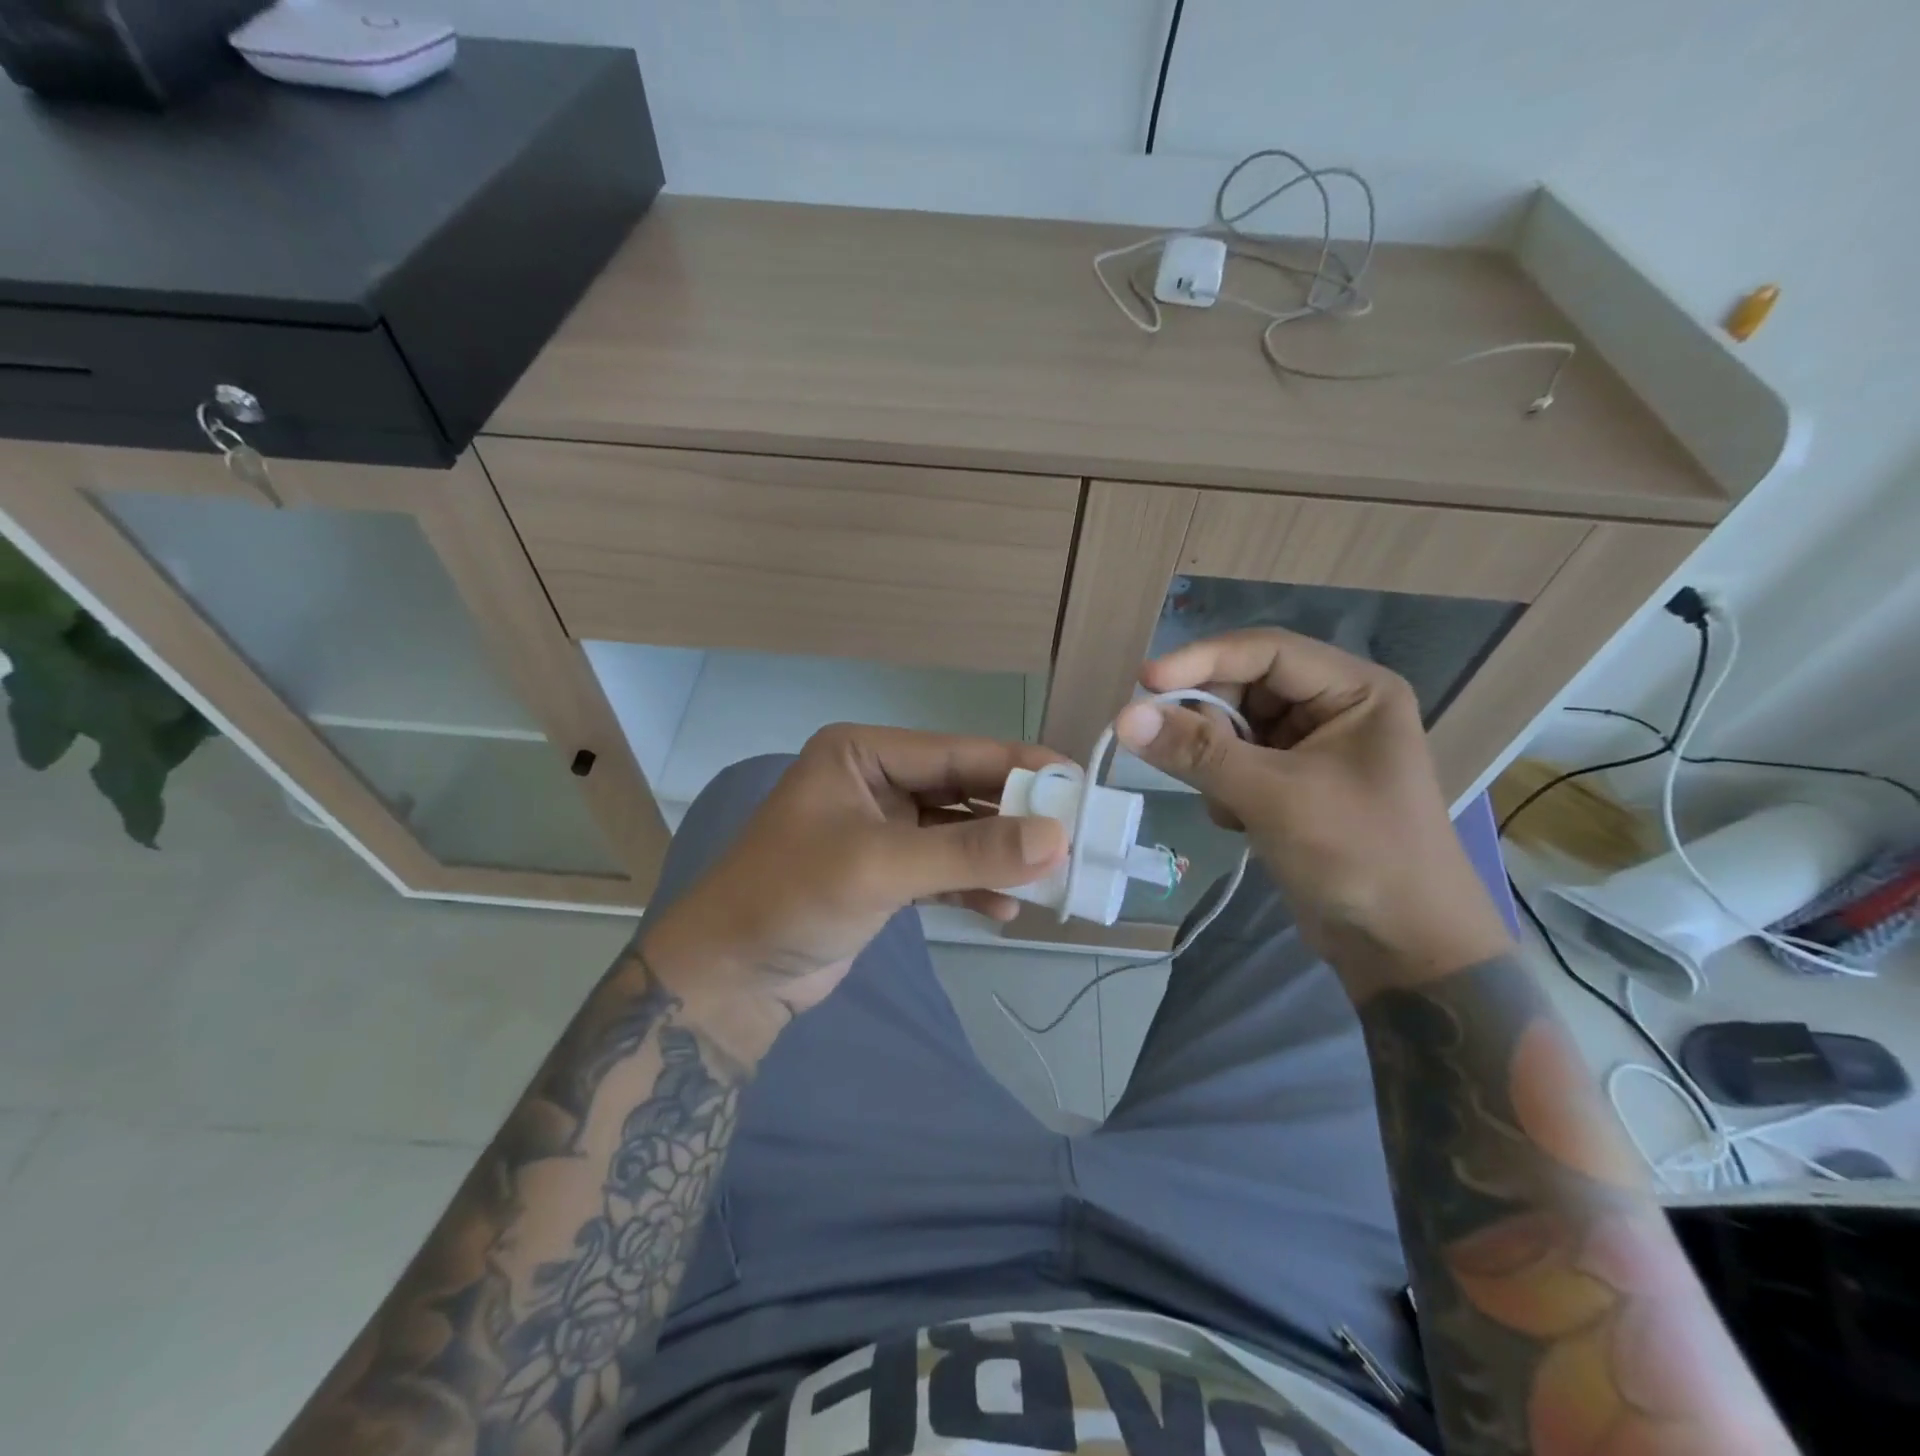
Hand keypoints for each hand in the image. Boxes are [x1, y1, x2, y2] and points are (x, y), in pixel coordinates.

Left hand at [641, 725, 1069, 1049]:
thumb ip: (970, 851)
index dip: (1019, 766)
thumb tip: (1057, 837)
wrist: (731, 976)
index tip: (1079, 784)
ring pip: (957, 833)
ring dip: (998, 856)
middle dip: (1014, 817)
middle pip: (962, 790)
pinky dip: (972, 886)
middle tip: (1074, 836)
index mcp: (863, 754)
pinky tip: (1004, 910)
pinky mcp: (884, 873)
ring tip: (1050, 879)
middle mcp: (874, 781)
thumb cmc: (793, 897)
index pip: (957, 752)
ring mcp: (880, 828)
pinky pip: (942, 869)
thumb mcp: (882, 866)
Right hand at [1114, 629, 1509, 994]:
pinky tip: (1240, 822)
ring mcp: (1314, 748)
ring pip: (1235, 728)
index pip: (1264, 651)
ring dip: (1215, 762)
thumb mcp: (1272, 796)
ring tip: (1227, 805)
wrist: (1404, 949)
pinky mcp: (1295, 785)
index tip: (1143, 684)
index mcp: (1355, 689)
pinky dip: (1225, 787)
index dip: (1201, 661)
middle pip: (1244, 687)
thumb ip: (1196, 752)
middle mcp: (1336, 708)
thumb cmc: (1357, 855)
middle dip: (1208, 722)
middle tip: (1178, 757)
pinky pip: (1238, 763)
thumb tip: (1123, 716)